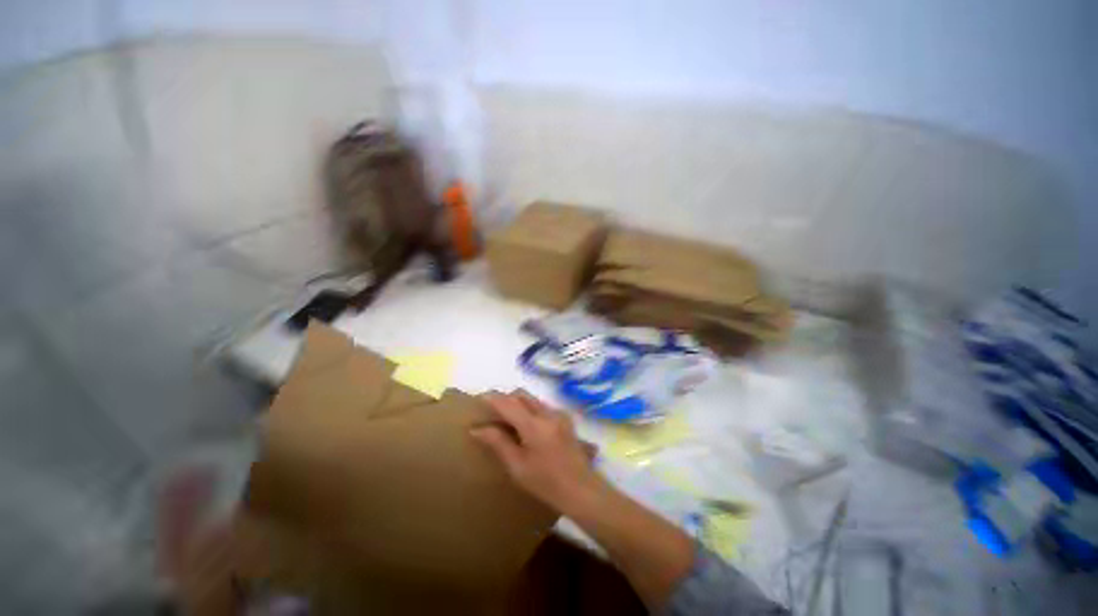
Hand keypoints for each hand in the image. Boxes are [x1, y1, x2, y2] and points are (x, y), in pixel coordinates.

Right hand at [471, 391, 605, 514]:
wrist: (581, 489)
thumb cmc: (545, 482)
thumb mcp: (517, 466)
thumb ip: (498, 442)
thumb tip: (477, 429)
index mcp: (534, 425)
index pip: (508, 403)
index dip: (492, 398)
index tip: (479, 399)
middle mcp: (547, 412)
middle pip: (522, 394)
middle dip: (505, 398)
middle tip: (492, 411)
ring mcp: (558, 414)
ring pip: (532, 399)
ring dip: (518, 403)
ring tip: (507, 420)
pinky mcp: (565, 418)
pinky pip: (542, 406)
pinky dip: (530, 409)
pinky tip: (526, 428)